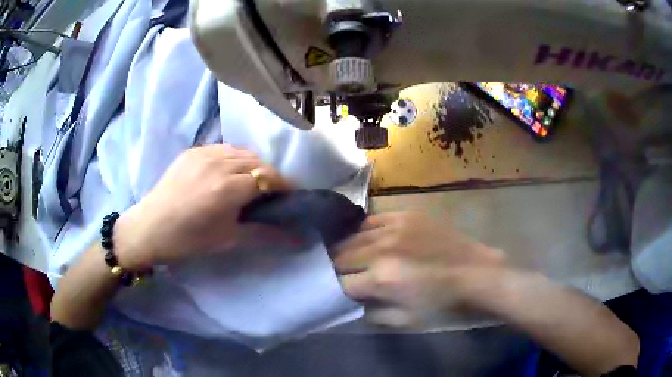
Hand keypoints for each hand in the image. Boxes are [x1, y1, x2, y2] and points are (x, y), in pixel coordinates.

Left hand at [114, 145, 290, 269]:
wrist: (150, 227)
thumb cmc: (189, 240)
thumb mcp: (227, 239)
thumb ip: (263, 233)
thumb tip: (295, 238)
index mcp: (228, 189)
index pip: (268, 178)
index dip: (283, 186)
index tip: (289, 196)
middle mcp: (219, 164)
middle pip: (257, 162)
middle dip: (269, 176)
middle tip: (270, 193)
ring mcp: (204, 154)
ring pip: (240, 152)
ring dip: (252, 165)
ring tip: (250, 181)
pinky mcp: (192, 151)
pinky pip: (222, 149)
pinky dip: (233, 159)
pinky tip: (228, 172)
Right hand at [334, 212, 506, 326]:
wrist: (476, 275)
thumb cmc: (443, 305)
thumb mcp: (405, 320)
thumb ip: (372, 313)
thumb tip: (353, 303)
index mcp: (382, 279)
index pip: (341, 284)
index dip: (335, 291)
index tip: (337, 293)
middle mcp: (382, 250)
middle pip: (342, 257)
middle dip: (336, 270)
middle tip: (340, 277)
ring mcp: (394, 228)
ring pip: (353, 237)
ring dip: (346, 251)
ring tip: (348, 259)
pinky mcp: (407, 216)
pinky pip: (373, 220)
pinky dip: (364, 232)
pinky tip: (367, 240)